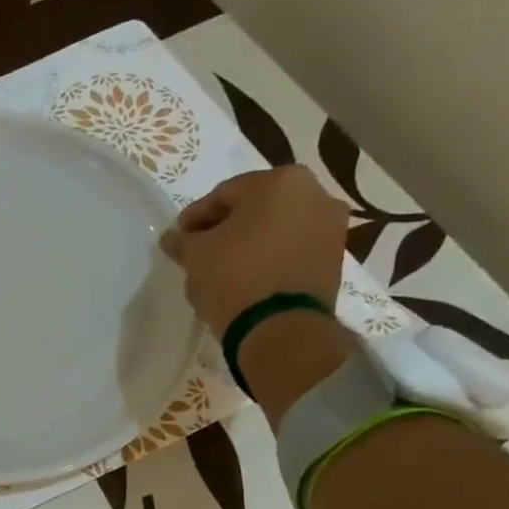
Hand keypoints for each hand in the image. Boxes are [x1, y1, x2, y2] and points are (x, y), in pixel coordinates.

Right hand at [160, 166, 348, 338]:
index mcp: (281, 181)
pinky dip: (268, 259)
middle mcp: (314, 194)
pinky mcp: (334, 258)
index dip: (195, 217)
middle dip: (224, 229)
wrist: (281, 327)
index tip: (178, 237)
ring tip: (221, 270)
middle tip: (199, 252)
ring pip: (274, 230)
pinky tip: (246, 280)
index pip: (224, 194)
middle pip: (254, 209)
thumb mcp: (195, 255)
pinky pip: (291, 250)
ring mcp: (330, 226)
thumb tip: (173, 238)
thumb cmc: (235, 276)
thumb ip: (181, 240)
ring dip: (247, 244)